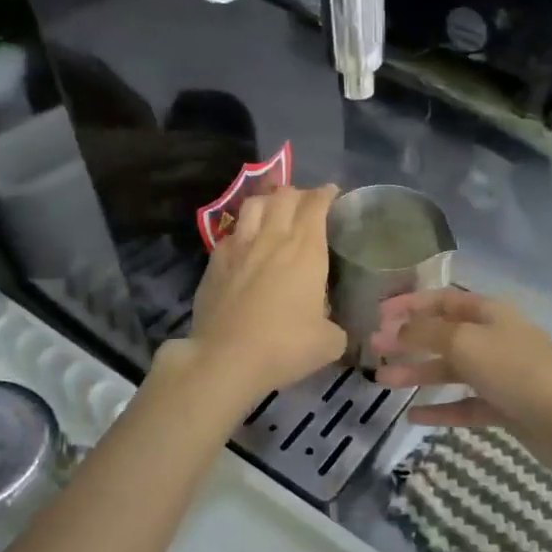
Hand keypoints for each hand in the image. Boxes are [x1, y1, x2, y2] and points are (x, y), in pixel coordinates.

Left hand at [184, 185, 346, 400]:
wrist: (226, 359)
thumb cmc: (285, 346)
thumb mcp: (329, 342)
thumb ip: (336, 326)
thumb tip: (333, 326)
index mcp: (306, 249)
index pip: (316, 204)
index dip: (326, 194)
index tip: (332, 193)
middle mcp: (272, 238)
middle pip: (284, 195)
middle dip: (299, 193)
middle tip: (306, 203)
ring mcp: (239, 247)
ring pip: (254, 205)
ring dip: (268, 202)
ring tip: (274, 211)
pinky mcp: (215, 261)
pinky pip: (232, 232)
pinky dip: (243, 230)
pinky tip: (246, 244)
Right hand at [370, 289, 551, 467]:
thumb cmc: (516, 370)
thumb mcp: (466, 342)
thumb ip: (427, 333)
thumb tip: (397, 328)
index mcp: (489, 313)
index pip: (443, 300)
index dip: (411, 304)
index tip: (378, 314)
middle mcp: (494, 339)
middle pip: (443, 335)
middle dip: (408, 340)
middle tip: (374, 350)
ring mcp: (500, 375)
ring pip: (451, 370)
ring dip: (418, 373)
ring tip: (383, 382)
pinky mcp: (504, 408)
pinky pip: (464, 404)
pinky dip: (440, 408)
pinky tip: (412, 415)